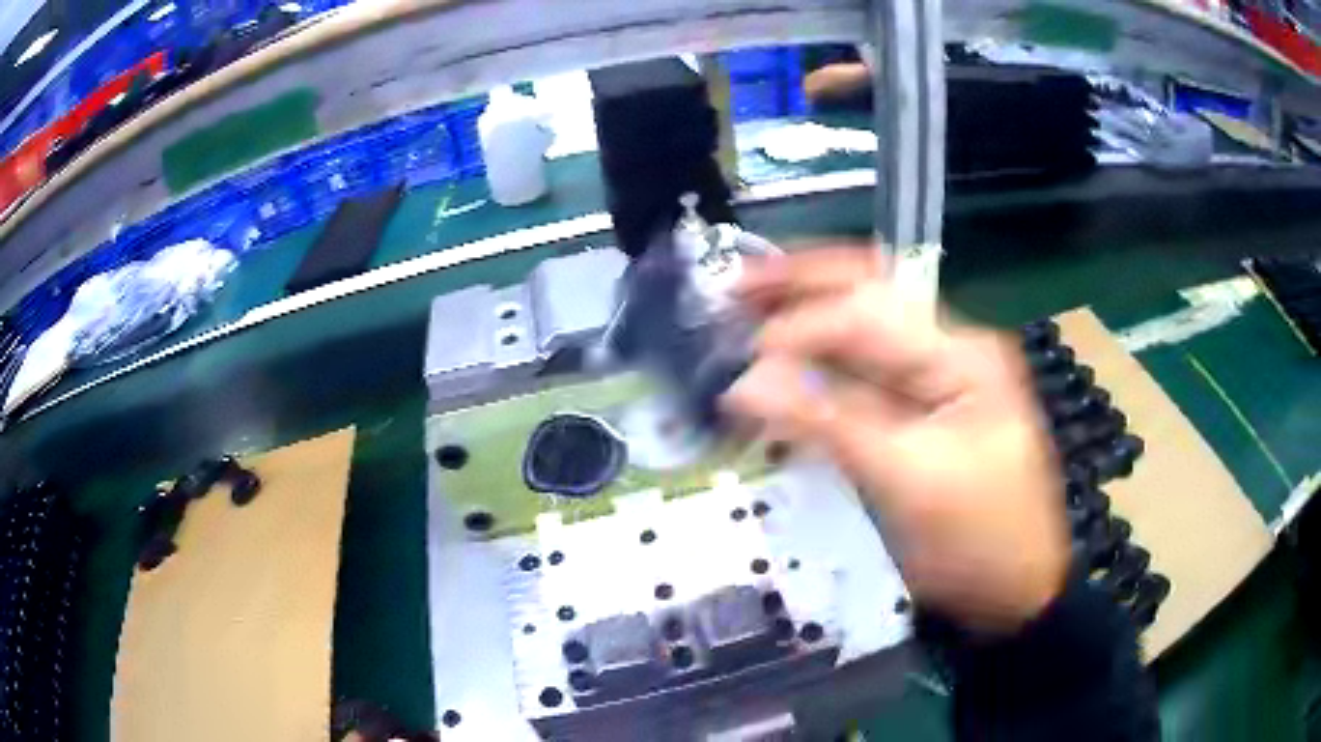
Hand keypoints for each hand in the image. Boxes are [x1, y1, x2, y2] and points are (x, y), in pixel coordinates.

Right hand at [723, 249, 1069, 632]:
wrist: (1018, 586)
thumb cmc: (979, 540)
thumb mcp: (910, 483)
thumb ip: (831, 424)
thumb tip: (748, 382)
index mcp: (962, 353)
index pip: (869, 313)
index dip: (801, 326)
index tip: (742, 357)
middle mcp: (949, 347)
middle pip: (868, 292)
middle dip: (799, 284)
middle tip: (733, 288)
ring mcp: (937, 374)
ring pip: (862, 326)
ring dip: (804, 315)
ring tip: (744, 309)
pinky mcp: (921, 406)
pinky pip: (863, 370)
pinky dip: (818, 362)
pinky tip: (781, 362)